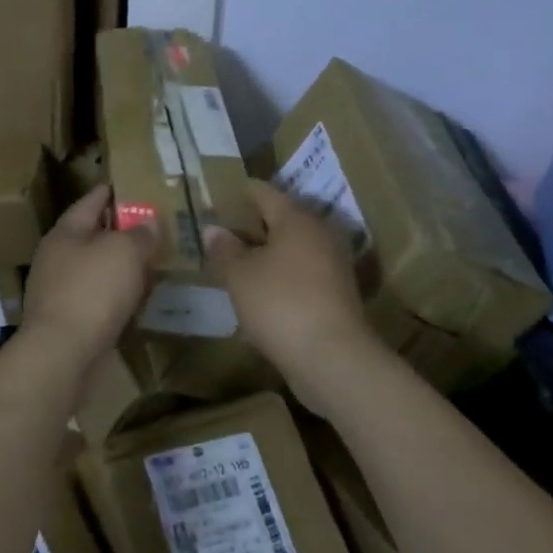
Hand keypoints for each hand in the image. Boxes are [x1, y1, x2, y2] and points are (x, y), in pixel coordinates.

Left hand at [20, 185, 158, 366]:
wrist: (61, 355)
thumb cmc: (92, 291)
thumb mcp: (124, 252)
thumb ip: (139, 235)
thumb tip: (148, 224)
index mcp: (64, 233)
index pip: (88, 202)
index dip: (108, 193)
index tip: (124, 187)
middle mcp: (55, 258)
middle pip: (89, 237)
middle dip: (115, 233)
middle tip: (145, 229)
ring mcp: (56, 292)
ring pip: (93, 270)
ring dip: (116, 268)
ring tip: (145, 265)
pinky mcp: (64, 322)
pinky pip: (94, 300)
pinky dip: (113, 297)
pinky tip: (133, 302)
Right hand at [204, 181, 382, 407]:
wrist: (334, 359)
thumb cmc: (281, 303)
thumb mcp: (239, 276)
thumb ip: (224, 250)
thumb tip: (213, 229)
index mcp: (297, 219)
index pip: (266, 193)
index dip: (244, 192)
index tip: (226, 194)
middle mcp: (320, 234)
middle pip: (284, 220)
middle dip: (257, 224)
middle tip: (227, 230)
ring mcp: (334, 266)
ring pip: (295, 249)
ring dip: (271, 254)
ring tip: (241, 263)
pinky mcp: (339, 296)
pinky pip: (304, 275)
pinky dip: (284, 277)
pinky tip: (264, 292)